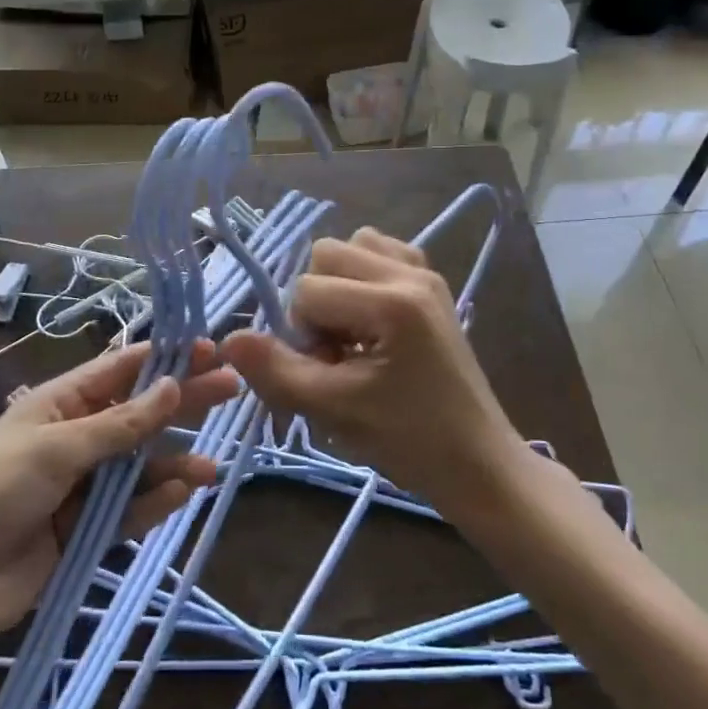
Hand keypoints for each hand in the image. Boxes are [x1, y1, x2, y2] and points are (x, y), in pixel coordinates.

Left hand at [0, 343, 232, 654]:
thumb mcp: (56, 448)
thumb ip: (120, 424)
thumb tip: (173, 385)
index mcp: (62, 403)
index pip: (122, 370)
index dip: (166, 357)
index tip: (210, 348)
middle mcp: (77, 437)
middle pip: (140, 414)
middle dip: (183, 403)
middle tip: (232, 389)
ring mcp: (82, 485)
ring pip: (140, 466)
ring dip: (174, 463)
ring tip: (212, 468)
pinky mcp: (86, 529)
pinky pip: (129, 509)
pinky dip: (155, 502)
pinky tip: (183, 494)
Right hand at [220, 228, 533, 523]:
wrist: (477, 462)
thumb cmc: (408, 441)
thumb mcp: (333, 410)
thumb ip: (275, 371)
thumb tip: (229, 339)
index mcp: (391, 302)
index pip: (306, 291)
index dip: (302, 335)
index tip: (329, 373)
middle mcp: (410, 273)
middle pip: (326, 254)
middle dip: (317, 303)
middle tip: (338, 353)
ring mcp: (426, 273)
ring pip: (352, 246)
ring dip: (338, 286)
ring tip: (355, 335)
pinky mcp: (432, 283)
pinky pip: (381, 253)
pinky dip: (363, 278)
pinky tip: (373, 320)